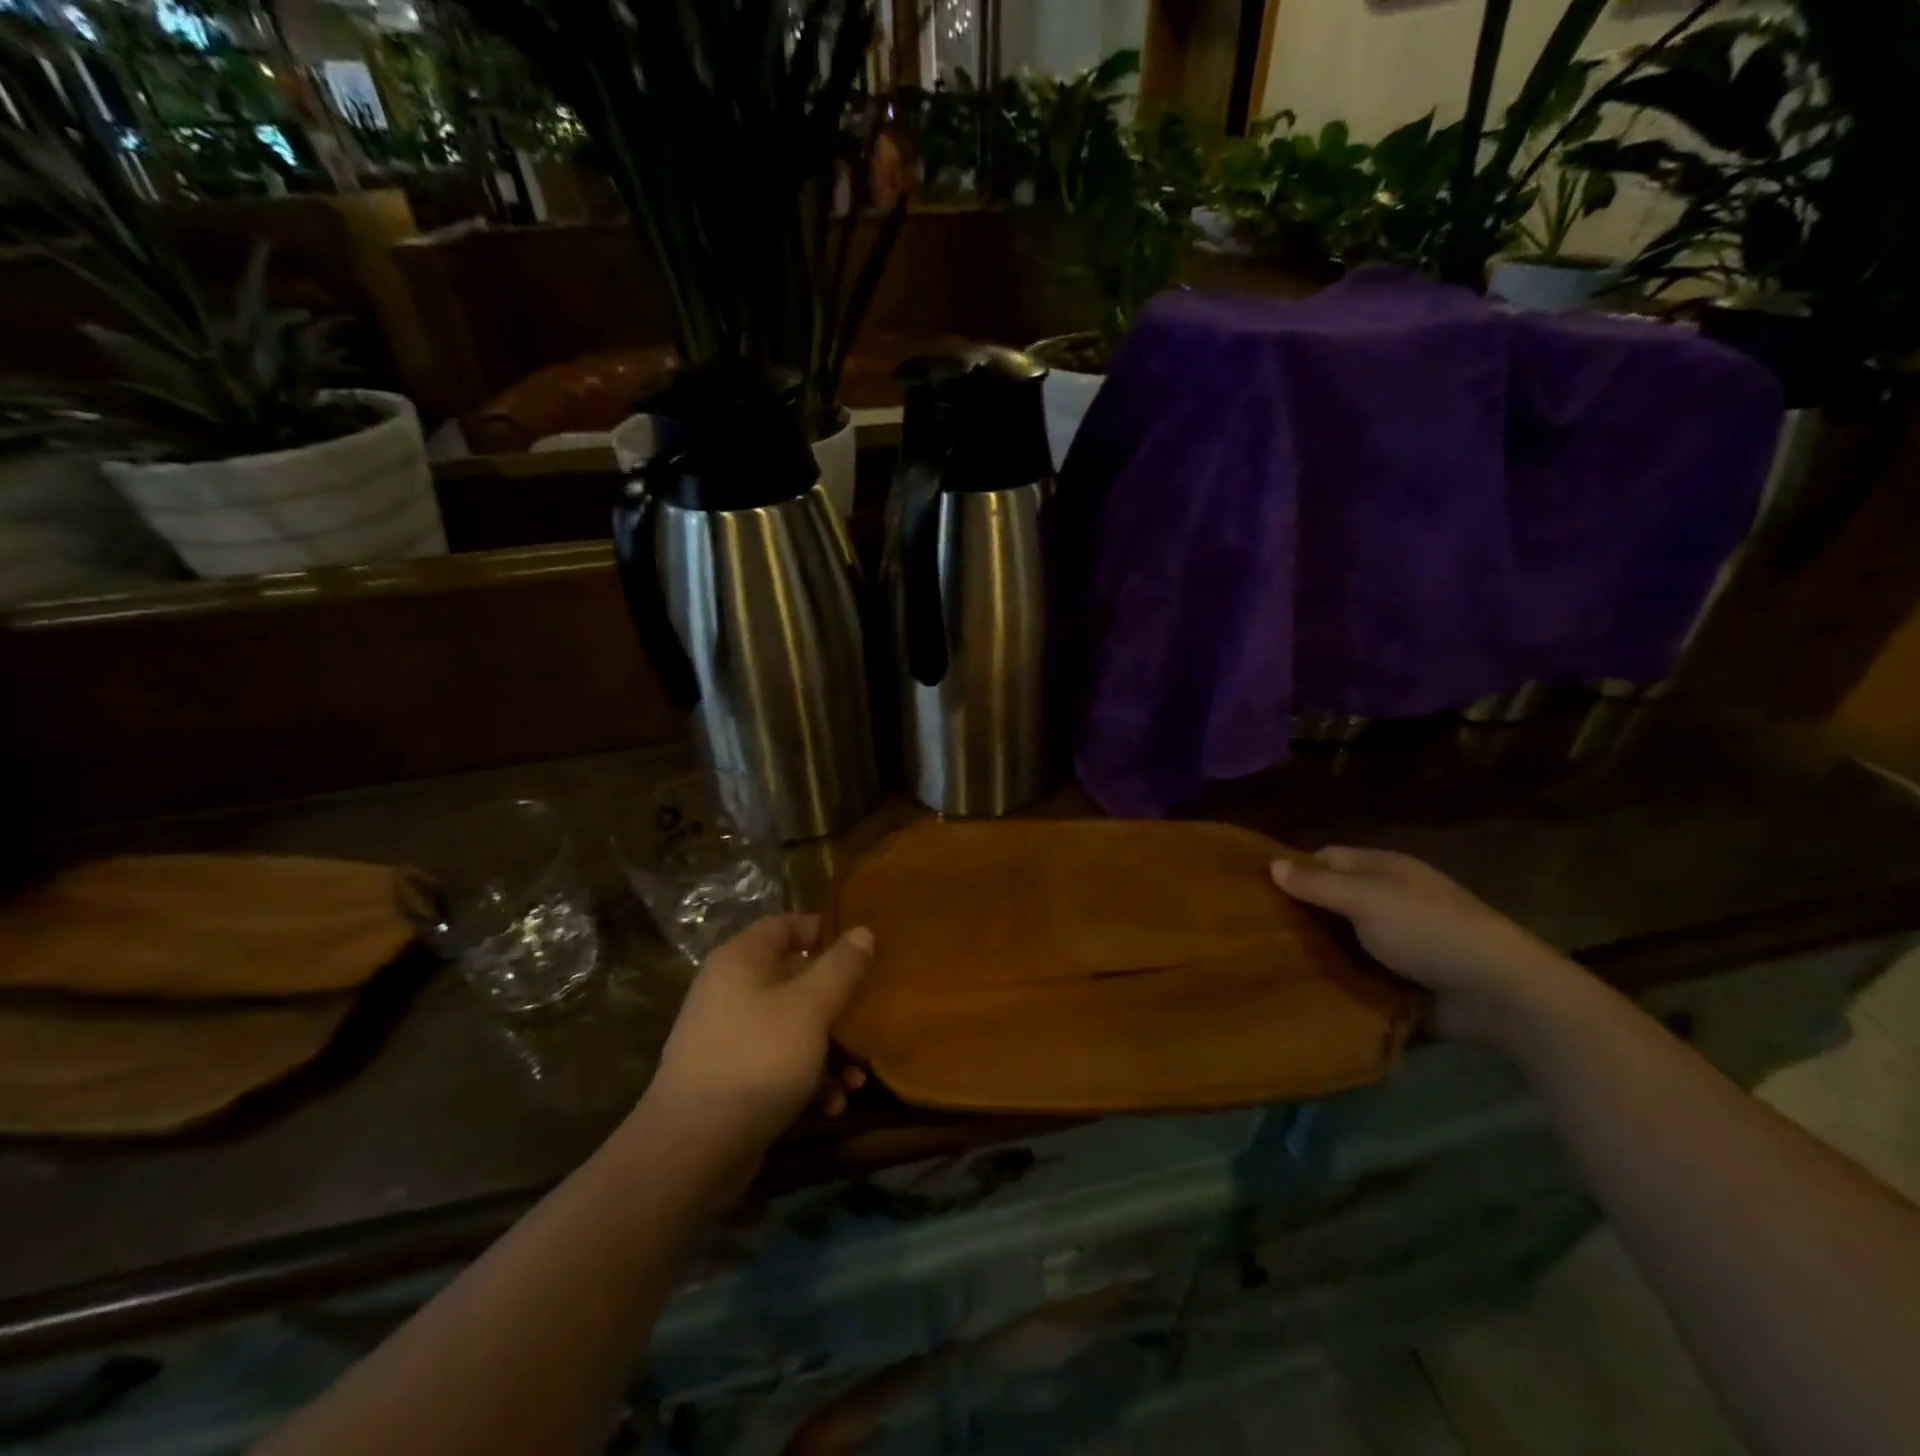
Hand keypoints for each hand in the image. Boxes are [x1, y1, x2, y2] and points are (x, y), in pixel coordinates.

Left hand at [646, 915, 872, 1160]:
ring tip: (857, 1079)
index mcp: (742, 960)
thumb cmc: (758, 1059)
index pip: (786, 925)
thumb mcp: (810, 1007)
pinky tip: (831, 1105)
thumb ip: (841, 967)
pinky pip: (780, 1063)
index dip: (824, 931)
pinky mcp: (732, 1078)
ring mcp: (730, 1035)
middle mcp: (731, 990)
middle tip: (870, 1017)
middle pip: (795, 978)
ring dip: (830, 1049)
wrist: (692, 1149)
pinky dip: (808, 1079)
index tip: (863, 950)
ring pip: (793, 1026)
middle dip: (837, 1002)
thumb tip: (863, 931)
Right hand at [1271, 847, 1582, 1046]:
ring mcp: (1401, 940)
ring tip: (1272, 963)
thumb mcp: (1367, 899)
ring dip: (1320, 950)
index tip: (1259, 890)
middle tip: (1257, 931)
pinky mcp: (1407, 978)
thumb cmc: (1429, 930)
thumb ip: (1318, 885)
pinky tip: (1310, 988)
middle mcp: (1391, 899)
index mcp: (1385, 870)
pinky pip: (1363, 973)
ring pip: (1345, 939)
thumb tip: (1271, 865)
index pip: (1327, 858)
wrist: (1501, 993)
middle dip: (1302, 913)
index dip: (1295, 869)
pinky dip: (1342, 979)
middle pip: (1334, 899)